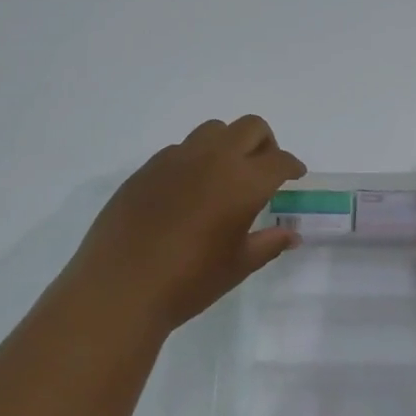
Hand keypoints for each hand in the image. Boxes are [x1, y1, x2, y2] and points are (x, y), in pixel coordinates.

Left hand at [60, 116, 306, 338]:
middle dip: (265, 143)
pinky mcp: (147, 168)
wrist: (120, 288)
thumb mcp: (238, 265)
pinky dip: (196, 159)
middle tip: (264, 170)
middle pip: (250, 128)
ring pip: (213, 130)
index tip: (294, 176)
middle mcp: (213, 159)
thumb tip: (292, 235)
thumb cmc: (189, 281)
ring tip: (225, 175)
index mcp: (243, 182)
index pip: (279, 160)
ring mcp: (176, 159)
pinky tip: (189, 190)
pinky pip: (181, 149)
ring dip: (229, 144)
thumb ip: (269, 244)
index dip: (292, 165)